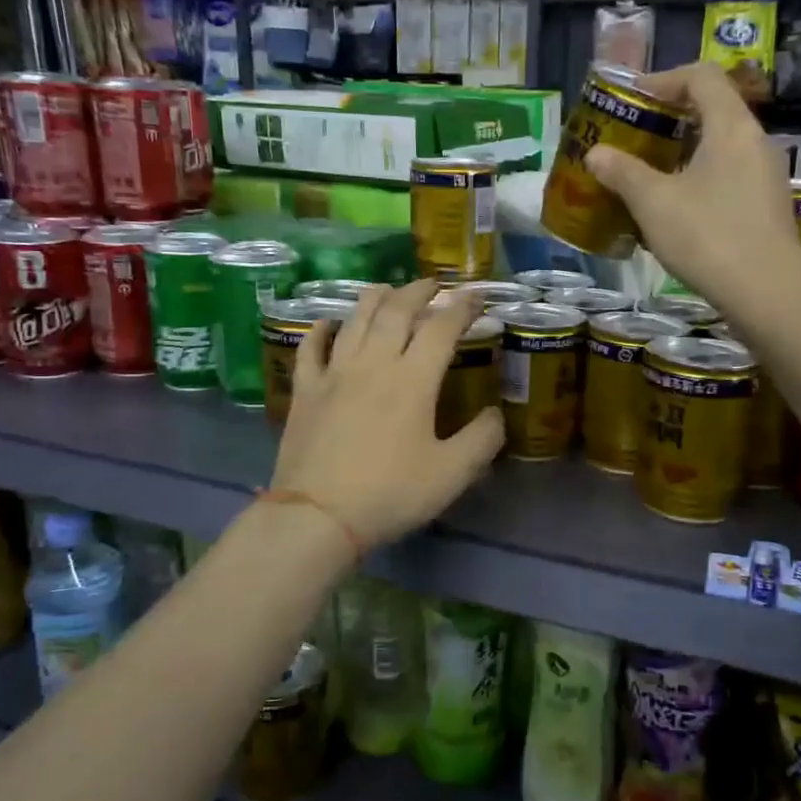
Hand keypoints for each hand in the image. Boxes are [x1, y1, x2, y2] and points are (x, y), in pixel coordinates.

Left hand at [270, 279, 504, 548]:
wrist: (317, 516)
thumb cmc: (390, 493)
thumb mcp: (452, 474)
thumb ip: (482, 439)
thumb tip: (495, 414)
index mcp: (413, 380)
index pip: (442, 328)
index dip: (462, 307)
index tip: (477, 297)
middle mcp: (373, 364)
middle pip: (396, 311)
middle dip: (418, 291)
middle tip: (433, 284)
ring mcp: (334, 374)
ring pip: (355, 320)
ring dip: (375, 298)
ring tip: (387, 289)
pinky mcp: (306, 391)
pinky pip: (311, 348)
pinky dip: (321, 329)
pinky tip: (328, 323)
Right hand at [584, 63, 800, 304]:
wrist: (766, 292)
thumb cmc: (707, 236)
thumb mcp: (653, 203)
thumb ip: (622, 172)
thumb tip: (596, 153)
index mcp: (731, 126)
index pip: (701, 76)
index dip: (663, 80)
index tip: (633, 101)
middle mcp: (756, 142)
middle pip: (713, 110)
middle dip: (670, 121)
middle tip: (635, 140)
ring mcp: (767, 176)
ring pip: (721, 148)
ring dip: (683, 155)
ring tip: (649, 178)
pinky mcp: (768, 207)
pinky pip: (730, 177)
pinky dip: (700, 180)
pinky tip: (677, 211)